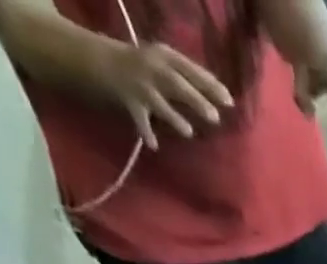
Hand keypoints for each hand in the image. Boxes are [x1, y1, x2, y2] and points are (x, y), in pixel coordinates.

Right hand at [97, 40, 233, 149]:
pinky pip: (139, 119)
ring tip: (188, 132)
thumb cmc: (140, 66)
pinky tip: (154, 145)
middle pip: (177, 84)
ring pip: (159, 102)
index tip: (230, 102)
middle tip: (215, 118)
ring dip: (173, 116)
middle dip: (196, 99)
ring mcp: (139, 84)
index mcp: (164, 55)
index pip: (190, 69)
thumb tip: (219, 98)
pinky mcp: (127, 99)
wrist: (95, 57)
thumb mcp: (163, 62)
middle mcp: (152, 67)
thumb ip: (187, 77)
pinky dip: (146, 131)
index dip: (210, 85)